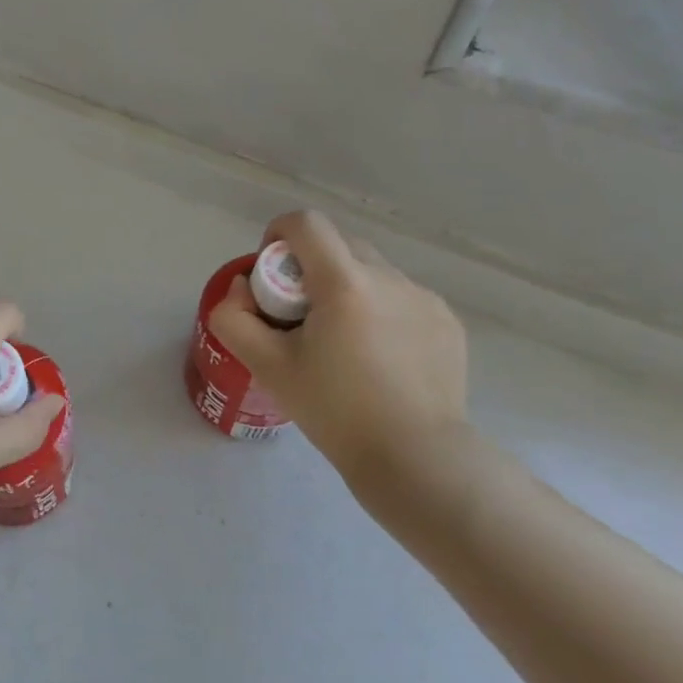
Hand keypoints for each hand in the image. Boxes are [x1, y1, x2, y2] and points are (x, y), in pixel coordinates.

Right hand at [207, 210, 469, 487]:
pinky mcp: (448, 323)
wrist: (416, 459)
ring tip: (343, 343)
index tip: (272, 276)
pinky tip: (379, 358)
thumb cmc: (335, 410)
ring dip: (347, 289)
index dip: (278, 235)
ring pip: (371, 272)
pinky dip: (380, 311)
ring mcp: (425, 299)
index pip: (306, 223)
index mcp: (344, 283)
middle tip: (300, 317)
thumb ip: (234, 318)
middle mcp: (389, 278)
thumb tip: (243, 289)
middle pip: (338, 245)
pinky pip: (401, 297)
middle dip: (310, 267)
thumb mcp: (266, 366)